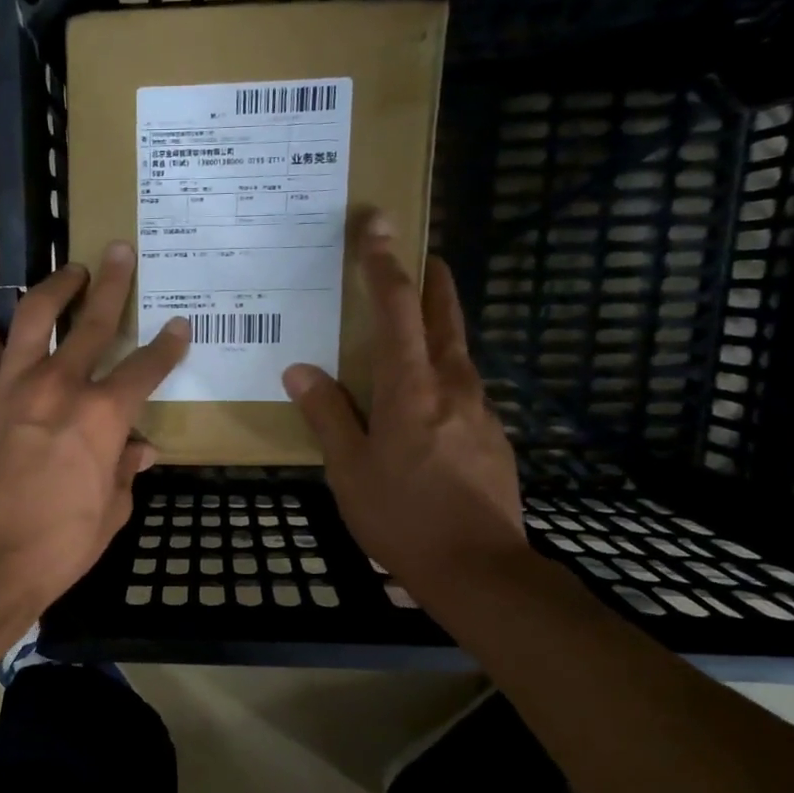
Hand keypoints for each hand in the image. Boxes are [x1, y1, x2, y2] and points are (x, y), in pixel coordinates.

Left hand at [0, 242, 189, 626]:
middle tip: (118, 251)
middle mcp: (58, 385)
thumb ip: (126, 472)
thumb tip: (139, 448)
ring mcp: (7, 385)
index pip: (146, 368)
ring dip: (52, 288)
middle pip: (92, 320)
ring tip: (65, 274)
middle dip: (112, 281)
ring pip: (31, 315)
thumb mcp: (111, 513)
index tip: (179, 326)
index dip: (167, 346)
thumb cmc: (57, 547)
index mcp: (102, 415)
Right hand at [281, 213, 525, 597]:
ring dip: (442, 323)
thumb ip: (328, 415)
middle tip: (421, 252)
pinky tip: (430, 392)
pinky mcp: (492, 436)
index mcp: (412, 389)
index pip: (397, 309)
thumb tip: (300, 370)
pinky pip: (465, 387)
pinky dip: (445, 369)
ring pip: (459, 351)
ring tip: (421, 318)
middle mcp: (453, 387)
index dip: (384, 264)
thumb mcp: (349, 470)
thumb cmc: (402, 517)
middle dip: (432, 280)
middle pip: (445, 317)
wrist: (479, 569)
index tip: (377, 224)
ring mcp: (480, 411)